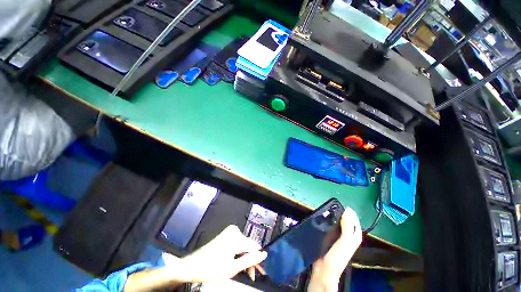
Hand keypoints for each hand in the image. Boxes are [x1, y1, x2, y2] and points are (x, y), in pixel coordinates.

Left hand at [179, 225, 266, 282]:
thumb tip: (264, 254)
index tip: (256, 272)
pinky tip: (236, 262)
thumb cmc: (211, 269)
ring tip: (242, 270)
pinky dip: (239, 253)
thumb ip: (250, 260)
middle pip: (248, 245)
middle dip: (250, 259)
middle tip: (249, 275)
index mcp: (236, 237)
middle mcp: (234, 231)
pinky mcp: (226, 234)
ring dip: (245, 257)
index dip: (257, 260)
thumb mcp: (232, 268)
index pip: (254, 246)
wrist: (192, 265)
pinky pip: (238, 243)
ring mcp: (229, 232)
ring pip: (244, 245)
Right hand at [308, 207, 361, 291]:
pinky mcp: (330, 238)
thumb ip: (347, 226)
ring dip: (336, 217)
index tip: (344, 205)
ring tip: (329, 210)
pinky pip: (332, 227)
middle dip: (344, 214)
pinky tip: (324, 219)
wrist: (325, 269)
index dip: (351, 214)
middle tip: (335, 206)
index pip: (355, 222)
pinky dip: (330, 222)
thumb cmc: (337, 255)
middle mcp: (348, 237)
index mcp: (354, 237)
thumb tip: (348, 210)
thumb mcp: (345, 240)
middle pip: (348, 222)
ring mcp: (339, 238)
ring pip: (340, 224)